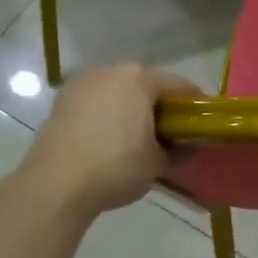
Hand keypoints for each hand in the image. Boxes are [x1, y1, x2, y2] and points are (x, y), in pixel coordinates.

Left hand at [17, 64, 202, 219]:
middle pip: (146, 86)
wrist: (55, 185)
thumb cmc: (116, 166)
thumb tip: (187, 149)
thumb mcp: (158, 163)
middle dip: (160, 108)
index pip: (179, 86)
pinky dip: (107, 118)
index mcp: (138, 79)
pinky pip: (96, 106)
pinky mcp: (60, 103)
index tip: (202, 125)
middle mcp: (109, 72)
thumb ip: (177, 151)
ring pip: (118, 94)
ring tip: (139, 141)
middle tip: (171, 135)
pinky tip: (110, 143)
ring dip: (131, 112)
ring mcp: (81, 86)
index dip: (195, 105)